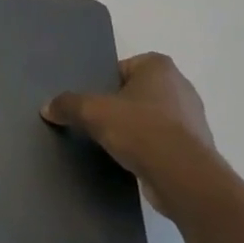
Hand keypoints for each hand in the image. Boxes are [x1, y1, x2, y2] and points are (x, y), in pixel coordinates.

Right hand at [42, 53, 230, 216]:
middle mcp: (181, 87)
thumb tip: (47, 108)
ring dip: (135, 128)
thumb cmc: (140, 129)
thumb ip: (68, 104)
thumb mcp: (92, 112)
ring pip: (152, 117)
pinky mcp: (195, 148)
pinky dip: (148, 148)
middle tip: (97, 120)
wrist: (183, 176)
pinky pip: (163, 142)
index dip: (106, 81)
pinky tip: (131, 160)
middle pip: (138, 92)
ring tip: (112, 143)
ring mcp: (192, 119)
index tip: (92, 100)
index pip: (125, 66)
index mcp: (160, 68)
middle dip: (120, 105)